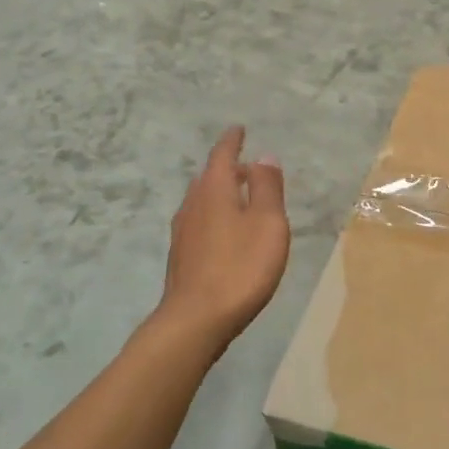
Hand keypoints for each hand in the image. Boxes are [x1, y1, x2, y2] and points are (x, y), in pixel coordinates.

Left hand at [159, 127, 290, 347]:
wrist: (196, 319)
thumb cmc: (240, 266)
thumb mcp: (267, 223)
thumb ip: (266, 187)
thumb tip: (263, 156)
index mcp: (214, 189)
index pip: (222, 155)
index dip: (232, 141)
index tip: (238, 129)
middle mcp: (193, 204)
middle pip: (209, 177)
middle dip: (227, 168)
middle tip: (246, 166)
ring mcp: (183, 231)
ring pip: (202, 200)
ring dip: (219, 193)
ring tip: (238, 198)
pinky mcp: (181, 256)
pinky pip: (199, 222)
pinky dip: (214, 215)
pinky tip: (224, 233)